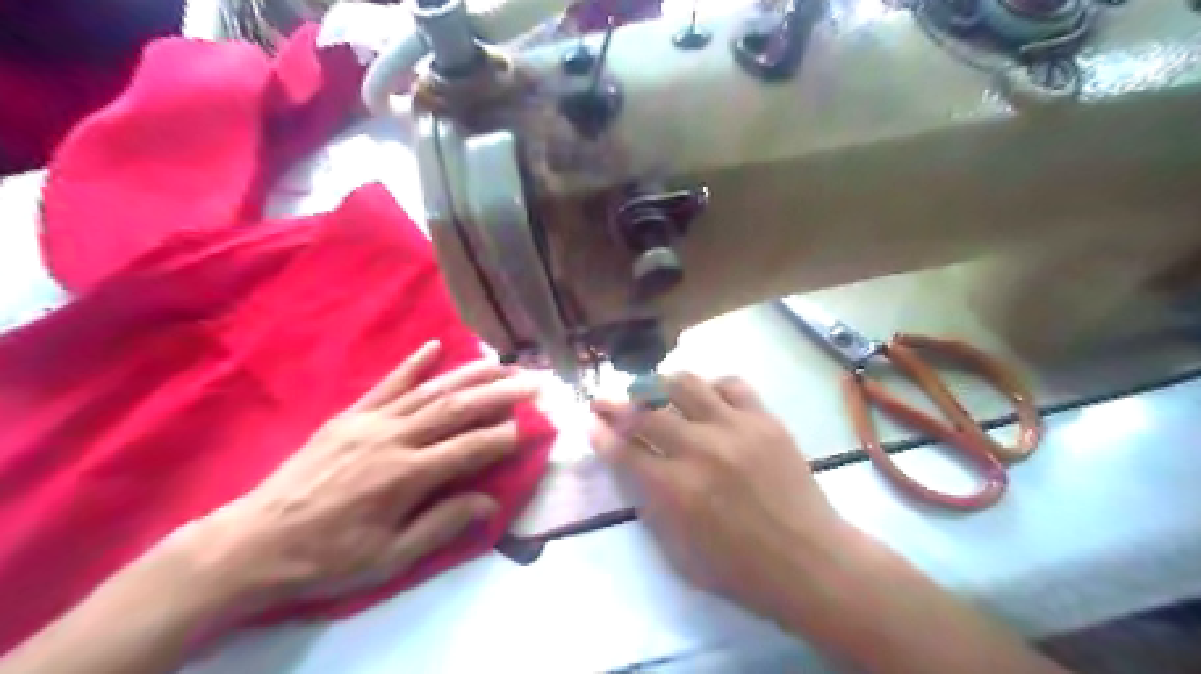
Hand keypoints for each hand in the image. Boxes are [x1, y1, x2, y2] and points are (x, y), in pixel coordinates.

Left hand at [178, 342, 536, 605]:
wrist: (252, 543)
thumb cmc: (326, 557)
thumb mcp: (388, 557)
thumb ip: (442, 525)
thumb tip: (489, 503)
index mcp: (405, 476)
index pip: (469, 448)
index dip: (505, 436)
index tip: (534, 426)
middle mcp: (393, 439)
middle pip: (456, 409)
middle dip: (500, 394)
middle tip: (533, 382)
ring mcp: (370, 422)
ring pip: (429, 391)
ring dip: (469, 375)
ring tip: (502, 364)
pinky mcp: (349, 416)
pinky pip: (387, 384)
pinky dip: (413, 364)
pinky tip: (435, 346)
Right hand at [590, 374, 852, 620]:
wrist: (811, 562)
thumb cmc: (741, 570)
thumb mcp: (679, 553)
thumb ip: (649, 505)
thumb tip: (629, 465)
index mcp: (676, 491)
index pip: (624, 451)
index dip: (602, 435)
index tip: (591, 422)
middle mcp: (701, 450)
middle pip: (646, 412)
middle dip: (616, 404)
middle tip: (604, 400)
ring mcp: (736, 429)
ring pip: (685, 384)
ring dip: (660, 384)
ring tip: (652, 390)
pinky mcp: (765, 419)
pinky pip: (732, 384)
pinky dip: (711, 386)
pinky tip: (706, 397)